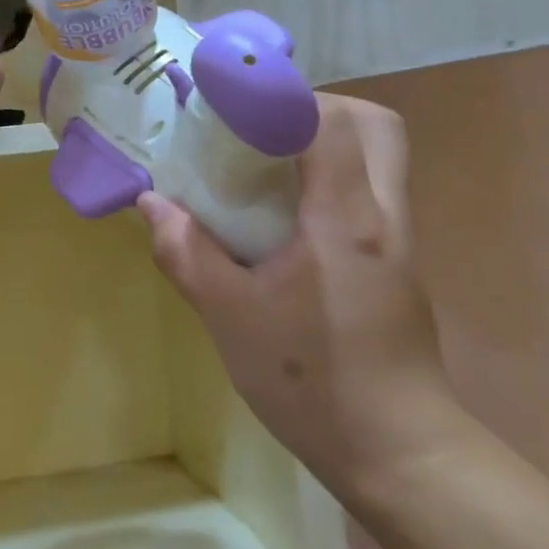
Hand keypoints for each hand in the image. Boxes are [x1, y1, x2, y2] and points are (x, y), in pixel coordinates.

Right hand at [136, 95, 463, 501]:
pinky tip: (280, 220)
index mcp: (343, 219)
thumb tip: (151, 205)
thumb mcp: (229, 316)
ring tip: (261, 167)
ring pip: (376, 157)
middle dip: (315, 108)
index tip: (231, 102)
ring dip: (322, 143)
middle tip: (258, 128)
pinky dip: (327, 182)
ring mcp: (396, 240)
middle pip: (373, 124)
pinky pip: (367, 194)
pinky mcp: (395, 264)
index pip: (330, 121)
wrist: (396, 452)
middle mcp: (382, 215)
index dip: (280, 96)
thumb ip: (187, 253)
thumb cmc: (310, 382)